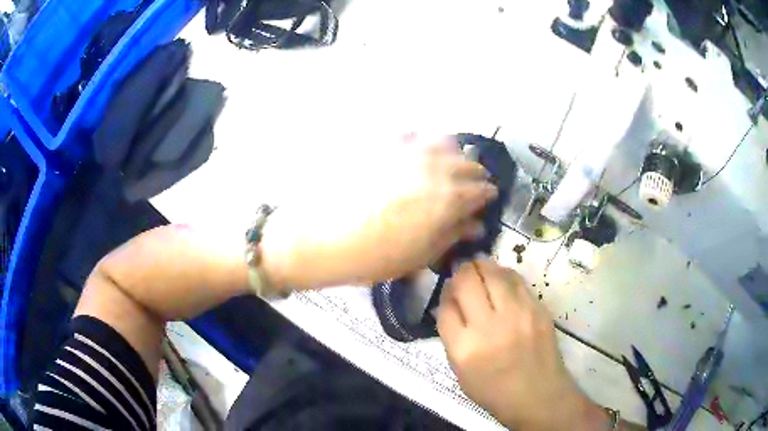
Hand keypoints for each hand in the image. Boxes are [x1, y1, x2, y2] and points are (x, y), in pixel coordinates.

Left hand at [259, 136, 497, 289]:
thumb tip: (476, 226)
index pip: (481, 190)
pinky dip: (421, 142)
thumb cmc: (371, 256)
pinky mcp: (381, 141)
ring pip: (445, 141)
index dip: (486, 197)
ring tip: (443, 169)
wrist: (317, 236)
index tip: (484, 202)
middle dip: (474, 176)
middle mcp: (434, 166)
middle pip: (468, 163)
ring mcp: (407, 149)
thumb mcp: (418, 256)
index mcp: (448, 198)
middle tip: (467, 189)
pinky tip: (412, 155)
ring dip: (453, 155)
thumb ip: (452, 236)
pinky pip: (412, 133)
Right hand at [437, 257, 606, 430]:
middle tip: (462, 273)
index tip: (449, 293)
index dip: (445, 294)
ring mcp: (516, 315)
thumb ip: (453, 338)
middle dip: (460, 272)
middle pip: (467, 281)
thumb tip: (451, 305)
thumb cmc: (494, 391)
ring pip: (493, 273)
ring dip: (482, 267)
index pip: (446, 306)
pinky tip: (501, 278)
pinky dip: (504, 274)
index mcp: (464, 348)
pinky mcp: (537, 309)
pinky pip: (516, 280)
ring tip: (480, 268)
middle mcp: (488, 326)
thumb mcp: (461, 373)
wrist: (538, 395)